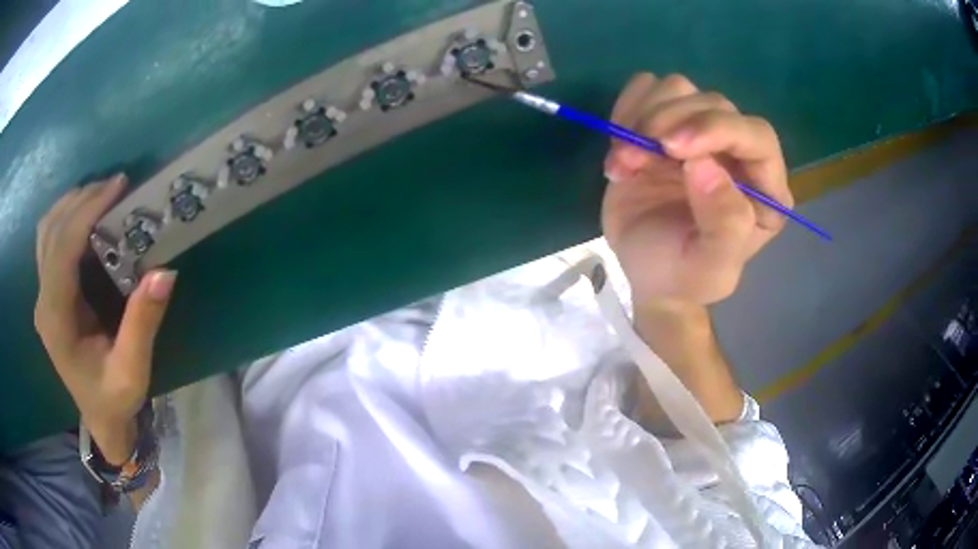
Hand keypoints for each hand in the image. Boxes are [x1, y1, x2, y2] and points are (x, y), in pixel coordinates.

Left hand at [34, 174, 175, 464]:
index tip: (118, 187)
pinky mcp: (48, 293)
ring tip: (101, 194)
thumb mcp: (132, 373)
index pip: (62, 249)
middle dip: (81, 200)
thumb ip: (142, 325)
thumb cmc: (114, 400)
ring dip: (71, 204)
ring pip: (46, 230)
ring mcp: (42, 296)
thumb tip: (164, 273)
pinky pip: (48, 240)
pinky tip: (84, 214)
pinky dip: (65, 217)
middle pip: (51, 231)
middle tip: (116, 186)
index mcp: (56, 320)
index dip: (86, 212)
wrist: (99, 419)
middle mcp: (43, 301)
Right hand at [601, 73, 791, 305]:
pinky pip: (647, 88)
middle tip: (631, 158)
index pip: (756, 135)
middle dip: (667, 123)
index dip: (716, 129)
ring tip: (625, 161)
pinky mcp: (667, 124)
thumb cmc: (683, 275)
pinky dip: (627, 108)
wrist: (648, 272)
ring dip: (642, 117)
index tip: (671, 147)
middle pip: (713, 103)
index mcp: (765, 188)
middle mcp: (738, 152)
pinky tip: (621, 146)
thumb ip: (724, 225)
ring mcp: (701, 133)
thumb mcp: (709, 268)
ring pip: (678, 89)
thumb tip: (704, 165)